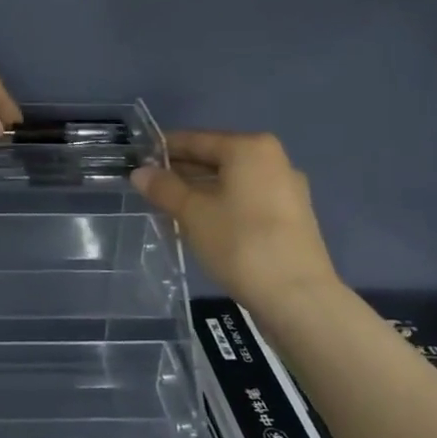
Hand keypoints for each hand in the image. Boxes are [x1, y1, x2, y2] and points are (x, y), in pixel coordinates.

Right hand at [131, 131, 340, 304]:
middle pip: (216, 158)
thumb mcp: (193, 213)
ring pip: (232, 181)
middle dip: (182, 171)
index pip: (196, 140)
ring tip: (169, 206)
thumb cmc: (240, 243)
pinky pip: (247, 199)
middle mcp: (273, 160)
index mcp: (249, 148)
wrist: (298, 297)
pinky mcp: (291, 217)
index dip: (164, 149)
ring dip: (200, 190)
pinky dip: (222, 204)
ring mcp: (286, 189)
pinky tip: (202, 222)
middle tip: (149, 185)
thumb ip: (164, 188)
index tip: (138, 159)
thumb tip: (140, 172)